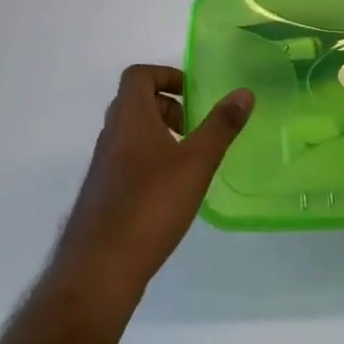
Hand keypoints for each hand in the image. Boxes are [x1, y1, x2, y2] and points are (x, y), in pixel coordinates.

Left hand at [52, 65, 252, 311]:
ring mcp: (103, 166)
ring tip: (188, 159)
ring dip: (160, 134)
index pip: (138, 75)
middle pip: (135, 102)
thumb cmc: (150, 204)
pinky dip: (150, 161)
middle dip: (168, 106)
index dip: (165, 75)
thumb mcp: (196, 162)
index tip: (193, 93)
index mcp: (130, 117)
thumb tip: (243, 92)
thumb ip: (220, 126)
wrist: (99, 268)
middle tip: (195, 126)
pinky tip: (171, 192)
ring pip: (131, 133)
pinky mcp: (103, 194)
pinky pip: (127, 161)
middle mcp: (111, 135)